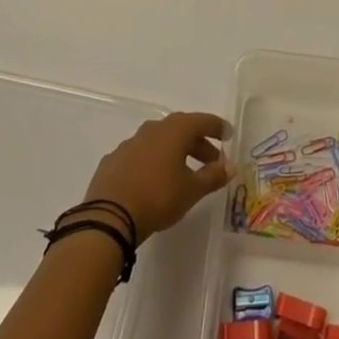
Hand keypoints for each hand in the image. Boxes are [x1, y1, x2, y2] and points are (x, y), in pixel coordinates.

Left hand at [83, 111, 232, 242]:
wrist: (108, 217)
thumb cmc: (158, 198)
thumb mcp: (191, 190)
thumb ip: (213, 177)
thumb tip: (230, 167)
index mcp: (174, 131)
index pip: (201, 121)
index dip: (217, 127)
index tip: (228, 135)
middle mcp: (152, 130)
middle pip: (181, 129)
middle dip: (198, 143)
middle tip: (211, 160)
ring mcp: (129, 144)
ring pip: (159, 141)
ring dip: (175, 152)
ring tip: (183, 172)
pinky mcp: (113, 160)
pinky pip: (140, 155)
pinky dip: (153, 161)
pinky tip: (154, 180)